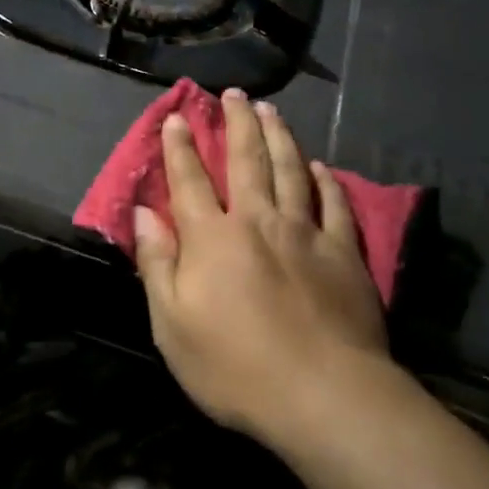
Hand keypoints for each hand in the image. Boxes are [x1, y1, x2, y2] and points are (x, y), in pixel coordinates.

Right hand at [133, 89, 388, 448]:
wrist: (322, 394)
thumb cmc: (235, 367)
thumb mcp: (172, 326)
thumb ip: (157, 264)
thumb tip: (144, 214)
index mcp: (213, 238)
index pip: (190, 181)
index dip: (180, 147)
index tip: (177, 116)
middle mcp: (258, 221)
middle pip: (246, 160)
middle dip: (237, 122)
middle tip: (234, 93)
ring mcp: (305, 233)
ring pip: (291, 170)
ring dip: (279, 136)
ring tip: (271, 110)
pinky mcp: (344, 252)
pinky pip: (333, 204)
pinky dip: (326, 181)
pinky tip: (320, 166)